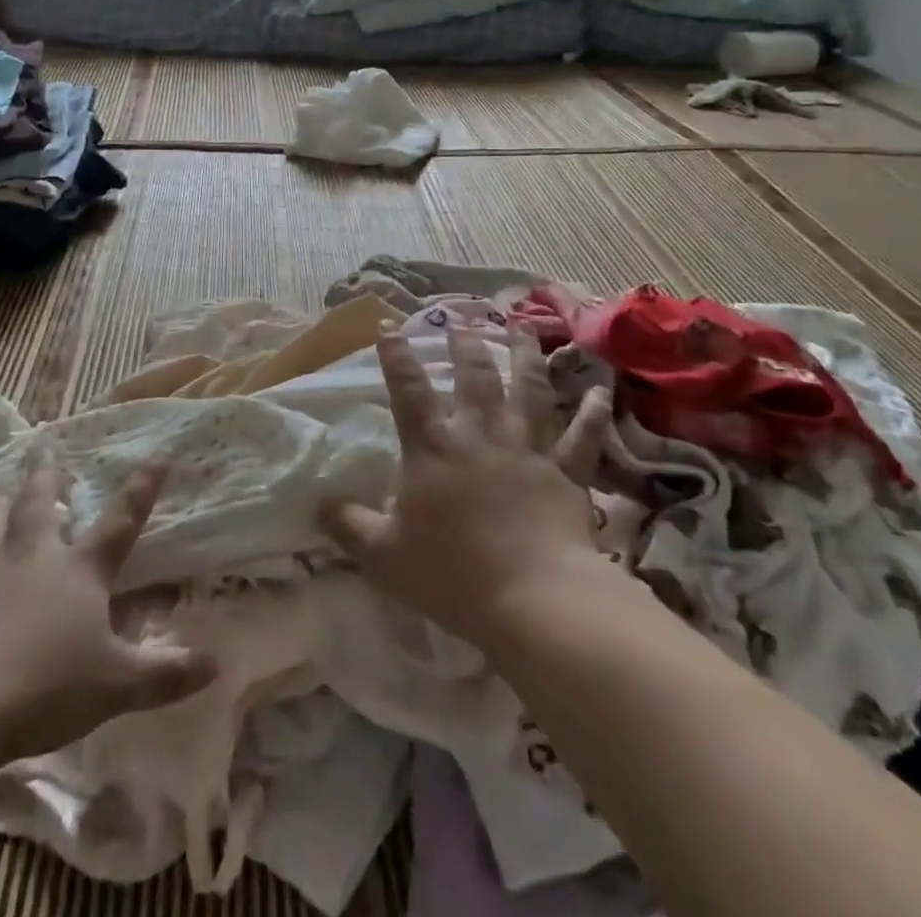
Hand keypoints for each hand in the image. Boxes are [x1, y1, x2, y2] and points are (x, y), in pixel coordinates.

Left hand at [0, 448, 217, 762]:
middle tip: (43, 448)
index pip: (120, 522)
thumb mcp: (118, 685)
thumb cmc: (48, 687)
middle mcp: (34, 563)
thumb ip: (166, 674)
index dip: (142, 489)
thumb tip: (217, 665)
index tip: (159, 455)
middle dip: (45, 476)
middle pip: (40, 508)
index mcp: (80, 572)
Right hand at [319, 327, 621, 650]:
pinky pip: (582, 436)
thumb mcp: (383, 555)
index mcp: (433, 448)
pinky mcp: (566, 472)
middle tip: (462, 321)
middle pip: (474, 376)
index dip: (396, 356)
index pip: (408, 390)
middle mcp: (480, 434)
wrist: (534, 599)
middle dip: (465, 344)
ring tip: (522, 328)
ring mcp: (527, 448)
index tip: (389, 325)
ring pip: (528, 390)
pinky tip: (601, 390)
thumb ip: (349, 526)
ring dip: (525, 356)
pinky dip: (593, 412)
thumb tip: (319, 503)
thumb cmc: (453, 574)